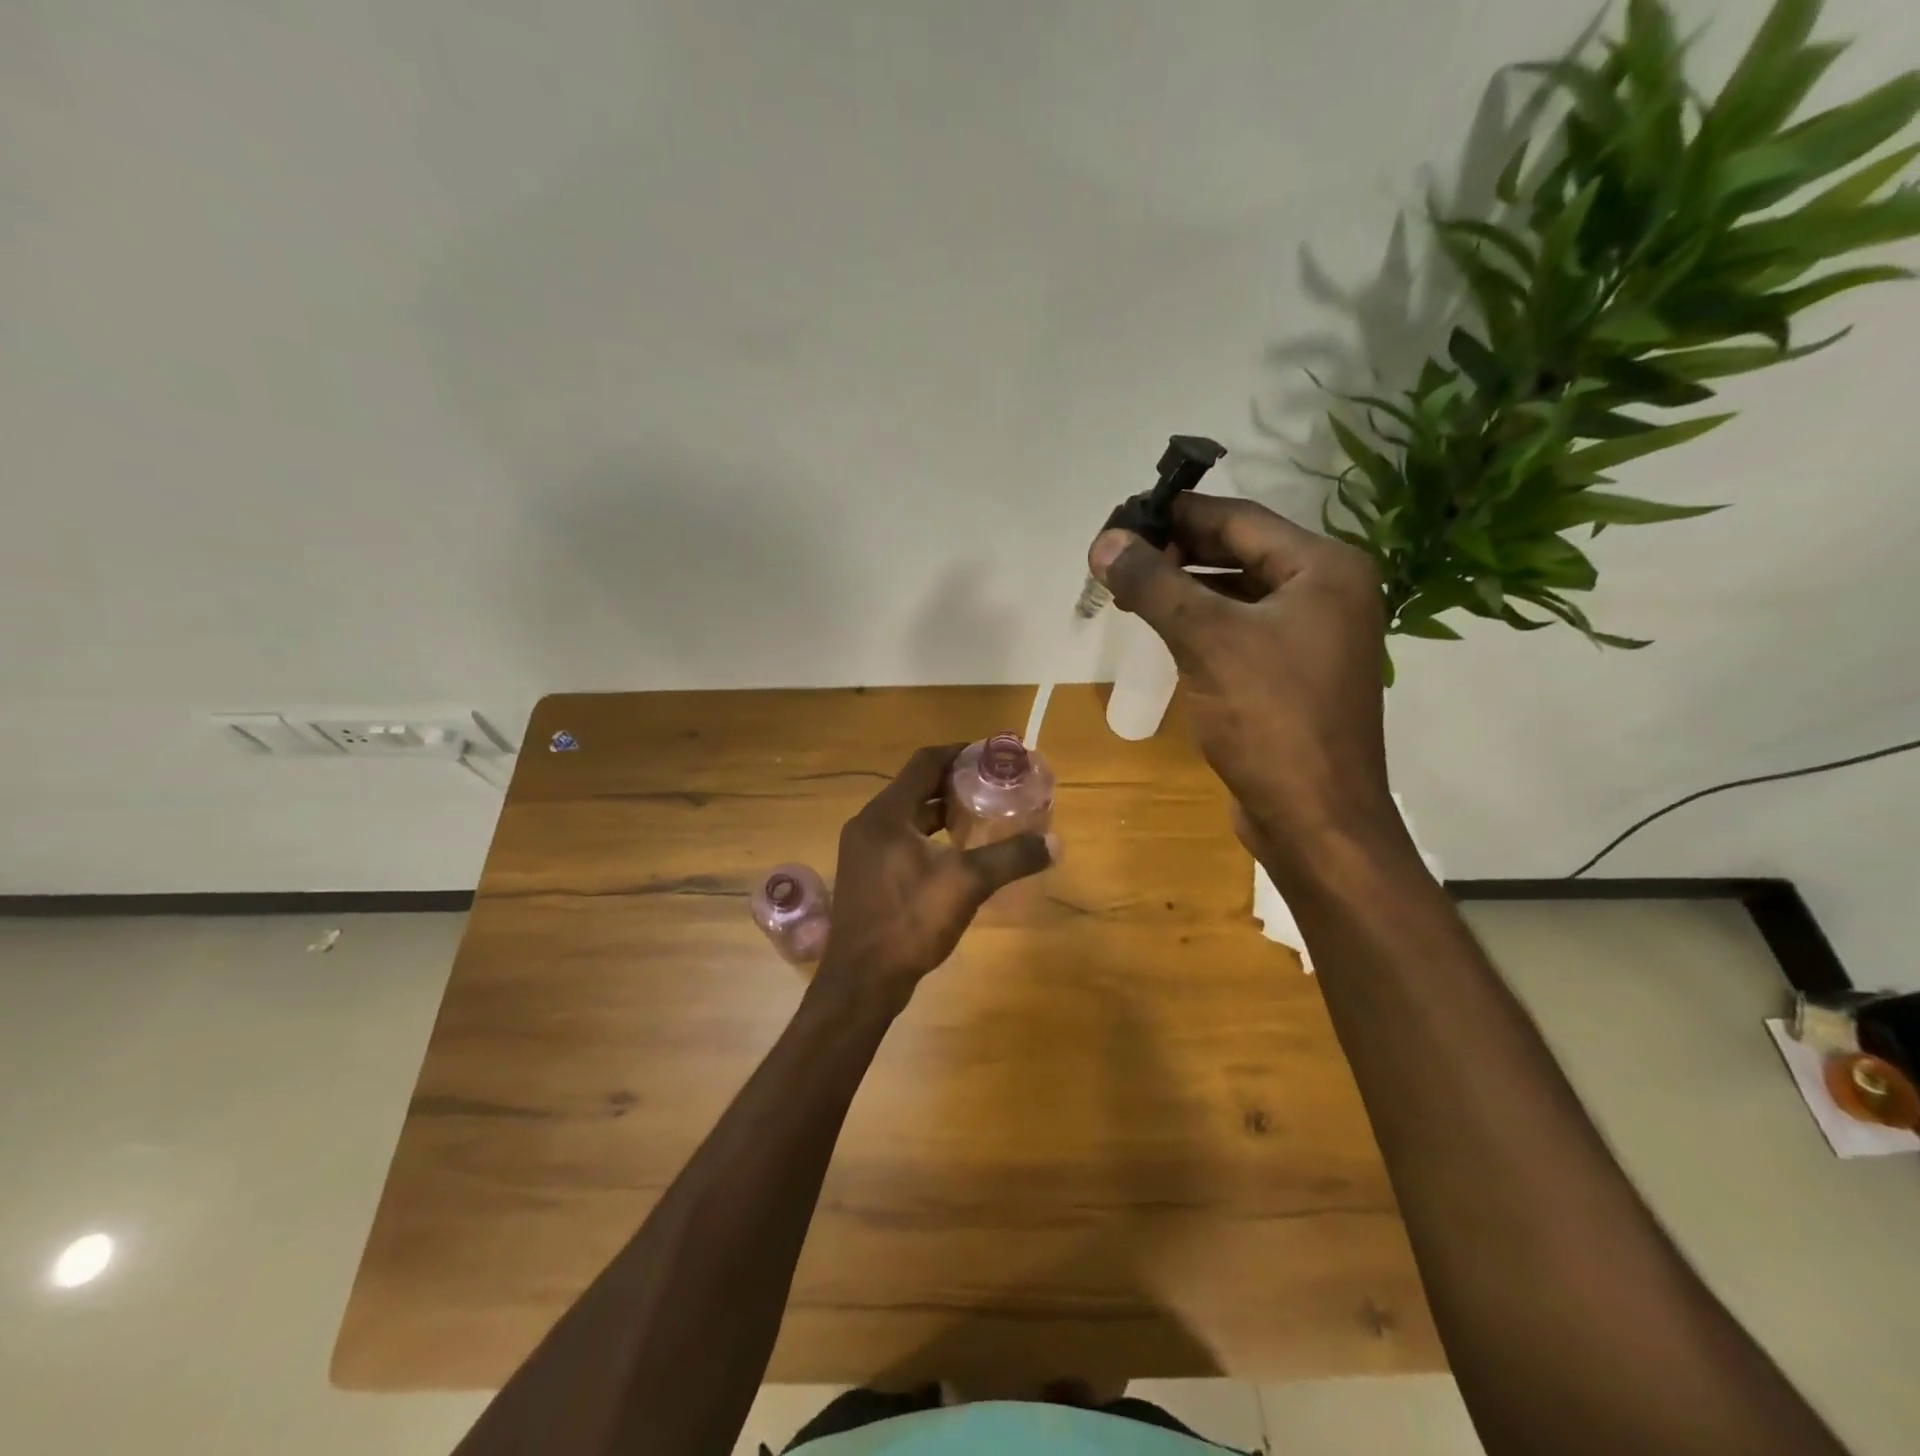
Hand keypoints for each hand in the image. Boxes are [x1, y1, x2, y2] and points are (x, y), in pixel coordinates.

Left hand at [816, 744, 1056, 1008]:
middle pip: (916, 786)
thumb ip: (1010, 858)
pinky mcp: (865, 873)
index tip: (993, 754)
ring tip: (981, 813)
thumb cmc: (910, 922)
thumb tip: (1055, 842)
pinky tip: (956, 851)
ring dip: (942, 810)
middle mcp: (869, 823)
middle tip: (994, 785)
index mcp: (886, 814)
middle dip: (955, 782)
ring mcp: (863, 850)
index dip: (960, 752)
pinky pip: (901, 838)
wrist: (861, 981)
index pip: (925, 762)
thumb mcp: (967, 885)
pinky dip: (929, 834)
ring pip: (908, 815)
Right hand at [1087, 494, 1406, 883]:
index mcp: (1324, 568)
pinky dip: (1200, 624)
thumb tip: (1104, 541)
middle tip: (1115, 559)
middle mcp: (1326, 593)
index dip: (1175, 514)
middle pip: (1238, 552)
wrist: (1315, 818)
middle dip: (1175, 553)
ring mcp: (1312, 637)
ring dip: (1183, 589)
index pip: (1238, 518)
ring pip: (1236, 594)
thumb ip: (1154, 584)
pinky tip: (1162, 630)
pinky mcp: (1292, 676)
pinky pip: (1239, 632)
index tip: (1119, 519)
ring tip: (1127, 592)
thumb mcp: (1206, 640)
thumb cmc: (1269, 718)